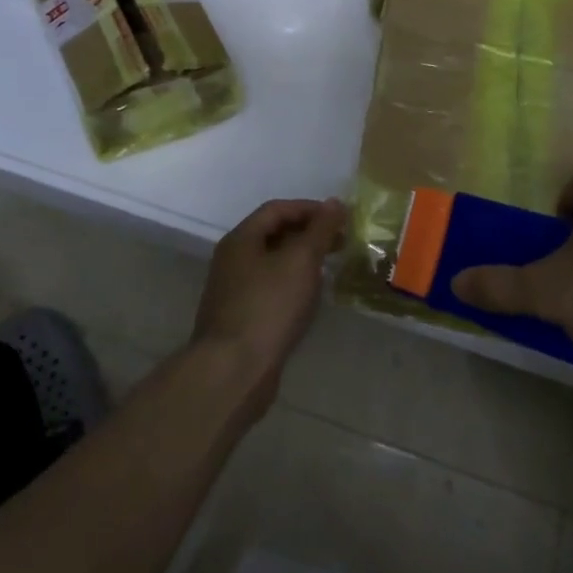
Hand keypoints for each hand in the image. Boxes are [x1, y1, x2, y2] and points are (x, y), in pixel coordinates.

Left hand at [192, 198, 346, 414]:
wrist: (234, 369)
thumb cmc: (269, 306)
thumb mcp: (300, 261)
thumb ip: (319, 230)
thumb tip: (335, 202)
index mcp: (241, 239)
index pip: (276, 209)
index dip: (310, 209)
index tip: (340, 218)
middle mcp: (232, 260)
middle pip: (273, 235)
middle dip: (308, 234)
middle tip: (340, 243)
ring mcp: (234, 291)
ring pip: (272, 264)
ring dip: (301, 261)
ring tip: (330, 268)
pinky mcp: (241, 318)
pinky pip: (270, 289)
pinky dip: (292, 285)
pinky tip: (310, 299)